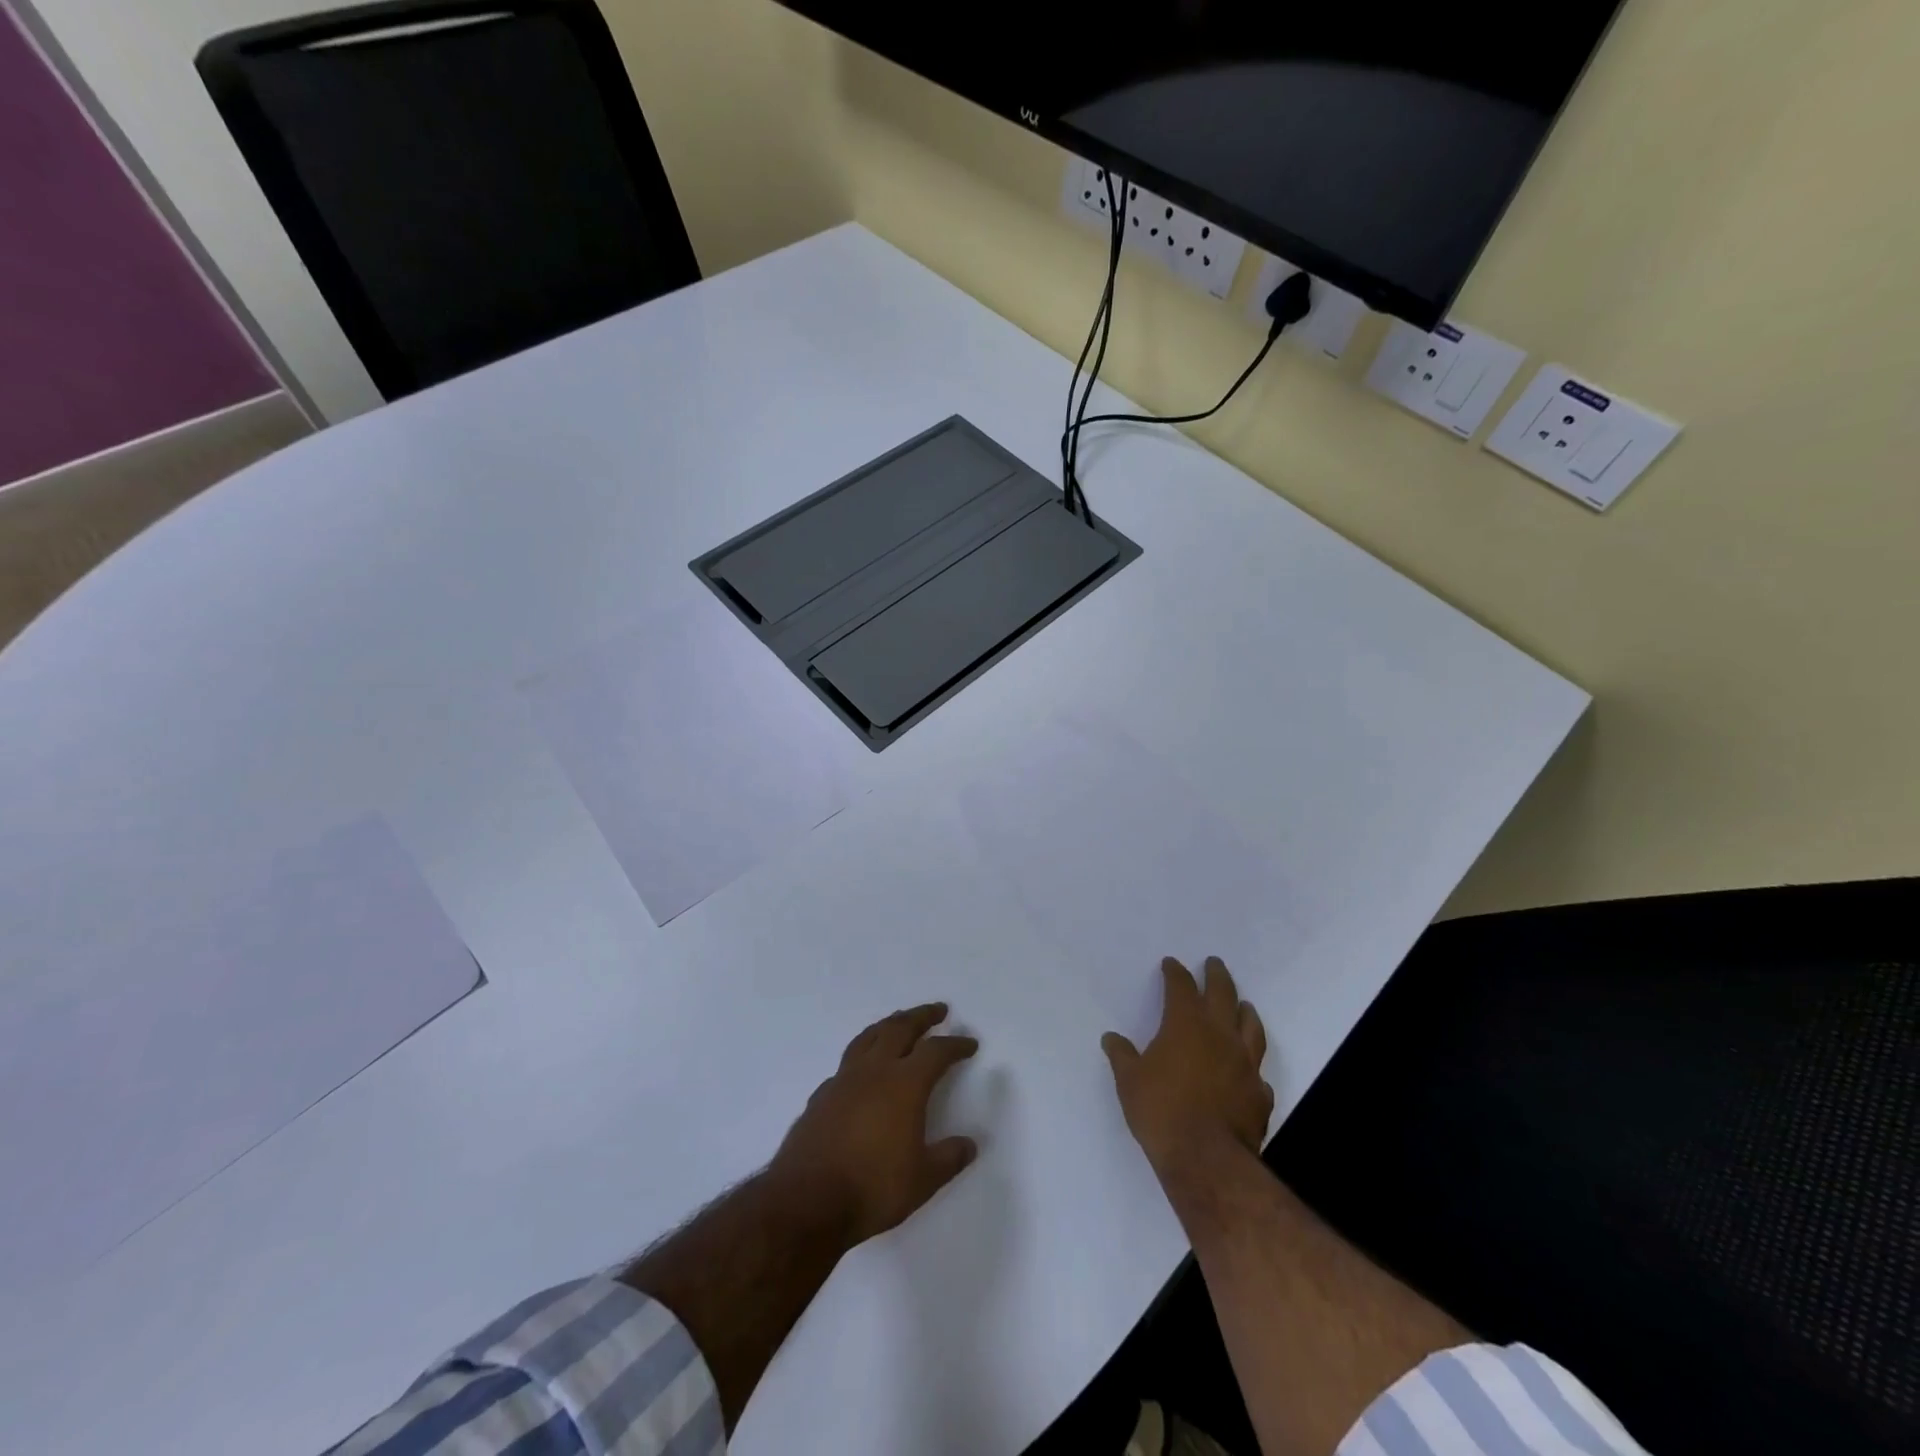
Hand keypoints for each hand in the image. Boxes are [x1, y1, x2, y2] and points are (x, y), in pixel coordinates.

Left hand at [771, 1003, 979, 1246]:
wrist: (806, 1201)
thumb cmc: (872, 1188)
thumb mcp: (922, 1180)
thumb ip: (948, 1159)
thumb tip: (969, 1144)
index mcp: (904, 1084)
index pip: (936, 1052)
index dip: (955, 1045)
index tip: (969, 1044)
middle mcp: (874, 1071)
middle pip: (900, 1028)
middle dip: (921, 1016)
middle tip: (938, 1010)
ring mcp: (843, 1080)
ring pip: (869, 1037)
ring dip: (889, 1024)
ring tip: (899, 1021)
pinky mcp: (821, 1096)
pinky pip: (847, 1063)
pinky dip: (862, 1055)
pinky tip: (863, 1069)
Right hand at [1103, 957, 1273, 1177]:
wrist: (1207, 1158)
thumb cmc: (1161, 1111)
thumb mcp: (1129, 1081)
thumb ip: (1122, 1056)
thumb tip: (1111, 1038)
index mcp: (1186, 1024)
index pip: (1181, 987)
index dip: (1175, 973)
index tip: (1171, 963)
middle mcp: (1220, 1035)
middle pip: (1222, 994)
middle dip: (1216, 976)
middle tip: (1214, 963)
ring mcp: (1245, 1063)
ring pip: (1250, 1027)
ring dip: (1245, 1011)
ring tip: (1243, 1004)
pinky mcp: (1260, 1093)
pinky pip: (1258, 1071)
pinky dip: (1252, 1064)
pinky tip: (1248, 1069)